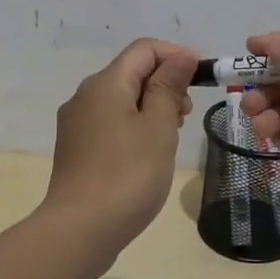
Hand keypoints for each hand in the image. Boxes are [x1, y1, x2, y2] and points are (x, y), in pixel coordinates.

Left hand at [42, 38, 198, 251]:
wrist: (81, 229)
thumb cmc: (128, 174)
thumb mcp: (159, 126)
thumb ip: (169, 86)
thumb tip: (180, 57)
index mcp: (105, 83)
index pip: (144, 49)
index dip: (176, 55)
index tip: (203, 77)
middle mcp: (85, 95)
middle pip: (131, 72)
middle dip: (165, 82)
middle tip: (187, 113)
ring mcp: (77, 122)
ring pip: (121, 98)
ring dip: (151, 105)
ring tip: (171, 135)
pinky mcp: (76, 147)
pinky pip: (109, 121)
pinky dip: (134, 124)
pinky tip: (147, 152)